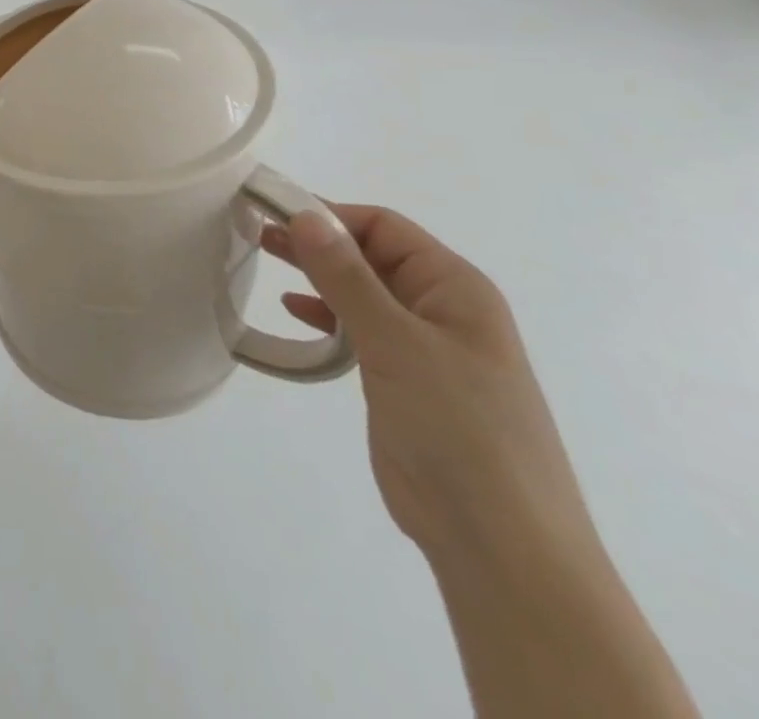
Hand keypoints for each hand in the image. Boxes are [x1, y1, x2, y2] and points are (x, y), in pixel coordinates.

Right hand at [263, 204, 594, 561]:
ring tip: (264, 258)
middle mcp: (442, 309)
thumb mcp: (396, 342)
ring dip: (318, 274)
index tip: (271, 213)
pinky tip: (296, 312)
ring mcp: (425, 348)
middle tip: (257, 232)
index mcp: (455, 288)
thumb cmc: (458, 428)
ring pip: (363, 291)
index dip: (328, 214)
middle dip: (317, 241)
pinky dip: (327, 314)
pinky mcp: (405, 382)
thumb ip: (347, 276)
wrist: (501, 545)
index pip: (383, 227)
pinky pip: (360, 330)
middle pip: (371, 255)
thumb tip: (306, 215)